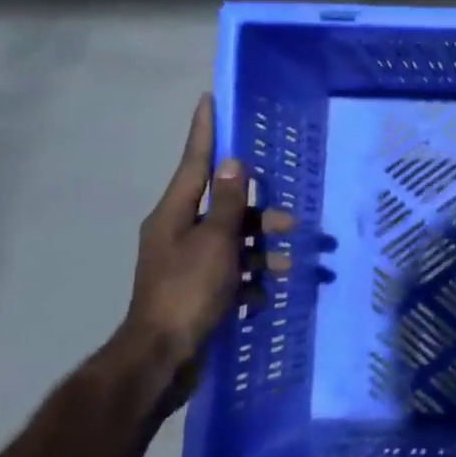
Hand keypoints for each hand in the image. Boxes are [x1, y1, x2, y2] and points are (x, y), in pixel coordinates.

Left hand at [121, 94, 291, 410]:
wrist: (163, 357)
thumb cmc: (188, 292)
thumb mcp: (216, 243)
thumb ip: (230, 203)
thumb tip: (236, 164)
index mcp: (174, 214)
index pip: (195, 163)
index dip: (205, 132)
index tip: (208, 99)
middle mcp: (179, 232)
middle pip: (226, 208)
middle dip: (261, 213)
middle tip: (292, 221)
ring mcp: (189, 263)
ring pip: (235, 242)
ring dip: (263, 251)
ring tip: (289, 265)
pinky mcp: (200, 290)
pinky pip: (233, 273)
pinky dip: (251, 280)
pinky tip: (264, 295)